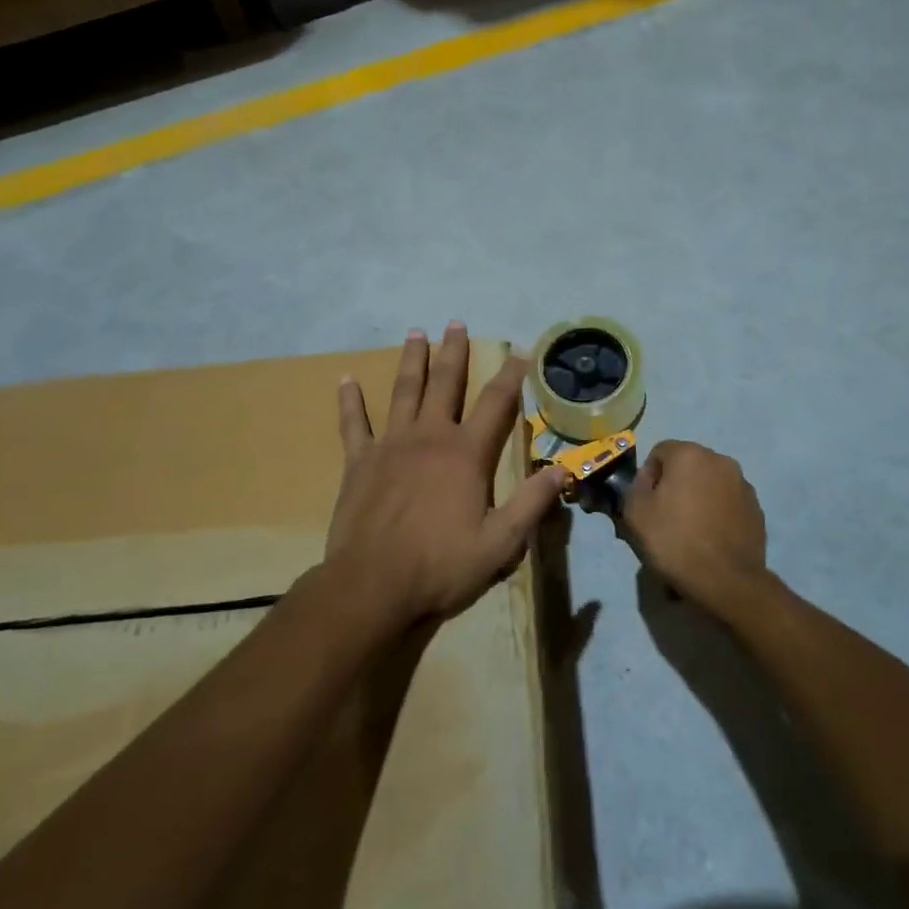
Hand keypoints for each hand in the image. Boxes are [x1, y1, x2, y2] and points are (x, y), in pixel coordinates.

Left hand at [326, 322, 567, 624]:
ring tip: (416, 332)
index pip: (496, 404)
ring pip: (404, 392)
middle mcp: (430, 437)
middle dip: (454, 352)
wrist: (372, 586)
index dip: (512, 376)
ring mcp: (391, 445)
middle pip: (446, 384)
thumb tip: (563, 469)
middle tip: (456, 322)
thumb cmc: (440, 565)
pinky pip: (354, 424)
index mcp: (466, 454)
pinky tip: (345, 379)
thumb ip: (531, 503)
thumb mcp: (500, 543)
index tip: (521, 351)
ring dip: (411, 360)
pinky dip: (350, 401)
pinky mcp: (359, 462)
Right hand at [621, 440, 769, 616]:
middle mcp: (720, 460)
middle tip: (665, 518)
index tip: (646, 505)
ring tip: (690, 531)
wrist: (727, 581)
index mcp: (690, 454)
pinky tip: (710, 539)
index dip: (648, 477)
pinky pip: (728, 503)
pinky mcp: (756, 509)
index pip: (660, 452)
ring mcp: (743, 484)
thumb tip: (646, 482)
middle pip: (687, 466)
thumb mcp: (636, 514)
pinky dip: (717, 513)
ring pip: (710, 483)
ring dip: (698, 498)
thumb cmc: (676, 541)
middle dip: (675, 485)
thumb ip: (634, 487)